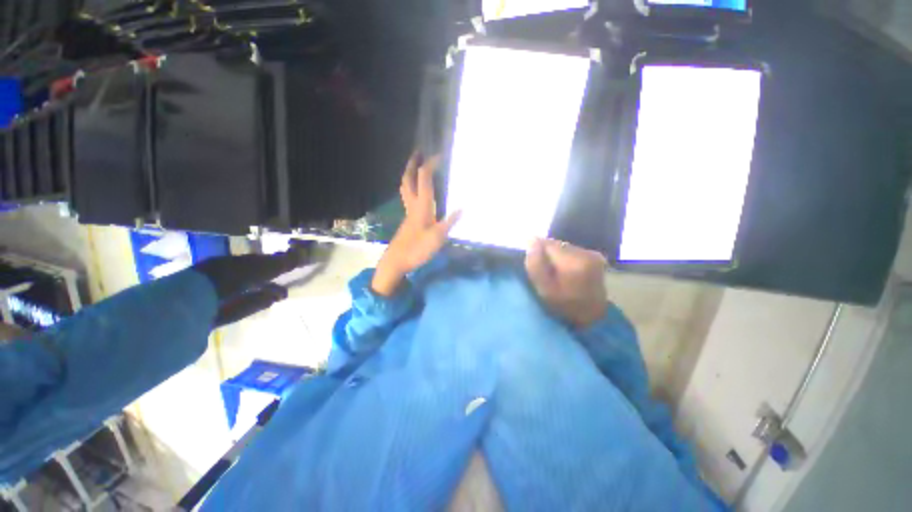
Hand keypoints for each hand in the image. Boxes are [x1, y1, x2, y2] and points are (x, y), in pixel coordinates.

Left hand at [372, 154, 460, 295]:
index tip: (440, 155)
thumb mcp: (438, 237)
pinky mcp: (408, 220)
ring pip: (406, 188)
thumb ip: (450, 222)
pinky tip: (419, 193)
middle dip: (412, 164)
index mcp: (421, 206)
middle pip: (408, 180)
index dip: (430, 164)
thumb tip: (463, 207)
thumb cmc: (417, 249)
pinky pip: (408, 197)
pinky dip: (412, 188)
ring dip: (410, 174)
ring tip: (416, 167)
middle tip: (417, 152)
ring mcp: (408, 213)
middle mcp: (412, 205)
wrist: (396, 261)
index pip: (424, 179)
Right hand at [525, 238, 608, 328]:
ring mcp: (592, 253)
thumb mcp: (544, 290)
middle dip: (546, 253)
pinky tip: (565, 270)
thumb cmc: (564, 306)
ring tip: (554, 271)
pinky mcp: (595, 256)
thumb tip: (530, 240)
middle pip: (556, 244)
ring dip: (555, 255)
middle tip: (544, 270)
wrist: (593, 317)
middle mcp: (585, 253)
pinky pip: (571, 250)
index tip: (534, 264)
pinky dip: (564, 257)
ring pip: (563, 246)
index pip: (547, 244)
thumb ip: (535, 264)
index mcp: (572, 262)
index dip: (536, 251)